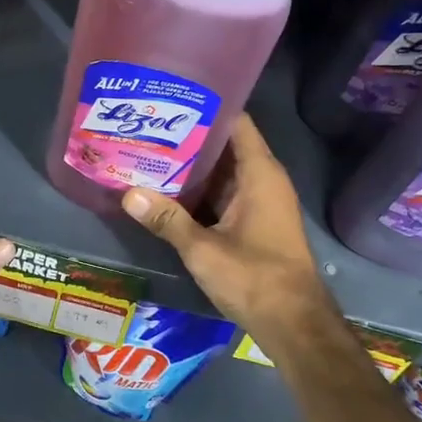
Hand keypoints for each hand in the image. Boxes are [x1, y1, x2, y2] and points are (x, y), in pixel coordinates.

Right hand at [120, 114, 341, 346]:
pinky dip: (198, 190)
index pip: (235, 122)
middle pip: (224, 145)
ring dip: (190, 165)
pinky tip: (164, 190)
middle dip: (188, 136)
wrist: (294, 324)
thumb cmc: (255, 278)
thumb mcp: (203, 249)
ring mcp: (258, 203)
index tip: (171, 98)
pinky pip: (221, 195)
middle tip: (147, 124)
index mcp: (259, 174)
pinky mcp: (251, 223)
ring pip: (221, 172)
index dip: (206, 106)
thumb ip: (167, 220)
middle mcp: (262, 180)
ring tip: (148, 150)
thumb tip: (127, 193)